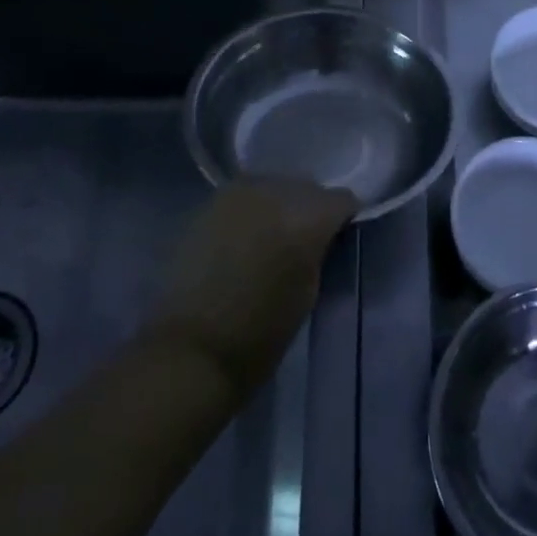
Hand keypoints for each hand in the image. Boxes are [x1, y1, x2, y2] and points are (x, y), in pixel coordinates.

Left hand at [147, 178, 357, 396]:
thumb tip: (323, 235)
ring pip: (276, 185)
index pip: (342, 200)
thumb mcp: (309, 291)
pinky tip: (249, 236)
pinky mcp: (211, 202)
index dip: (345, 219)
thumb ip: (320, 250)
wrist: (191, 350)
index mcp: (306, 218)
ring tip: (275, 236)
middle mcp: (275, 193)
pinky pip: (247, 195)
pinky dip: (254, 210)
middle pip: (308, 186)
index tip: (342, 239)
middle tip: (307, 240)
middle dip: (312, 208)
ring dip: (282, 205)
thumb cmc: (260, 335)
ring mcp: (239, 193)